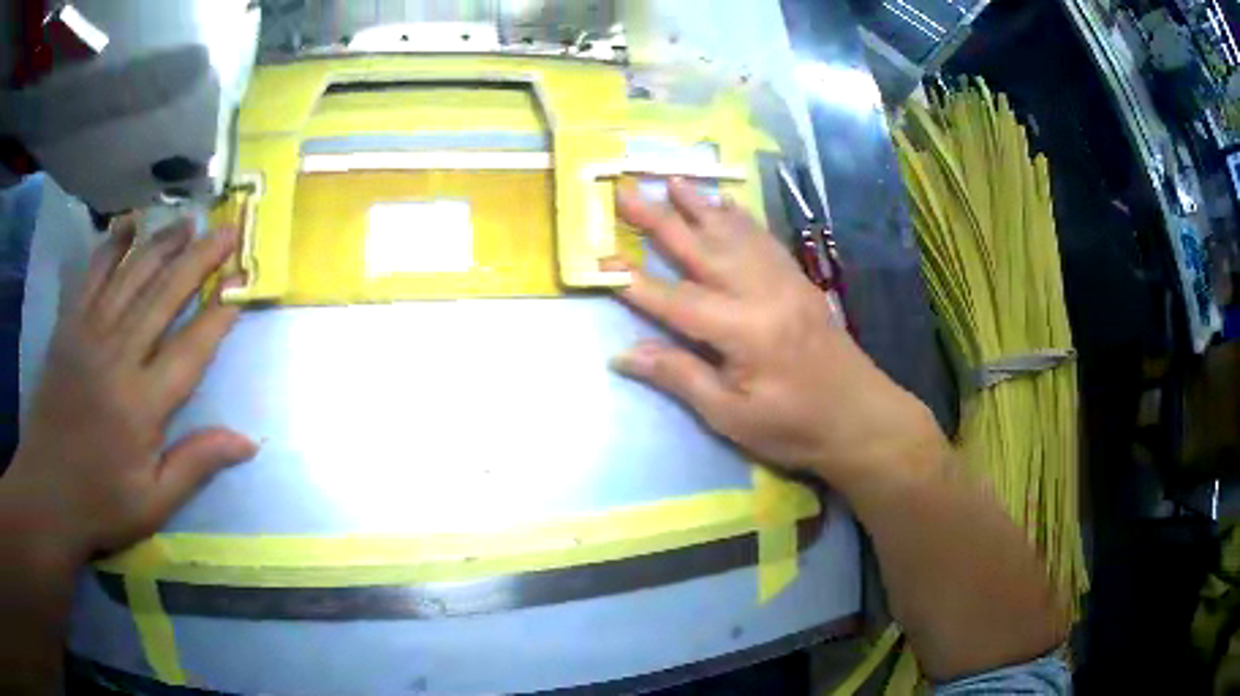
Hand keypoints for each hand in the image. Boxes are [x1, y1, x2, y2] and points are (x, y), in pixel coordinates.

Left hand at [3, 217, 254, 563]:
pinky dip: (112, 246)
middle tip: (228, 230)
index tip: (242, 285)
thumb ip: (196, 465)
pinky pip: (92, 276)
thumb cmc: (101, 504)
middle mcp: (117, 358)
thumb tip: (248, 442)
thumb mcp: (153, 503)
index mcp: (142, 406)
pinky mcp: (68, 327)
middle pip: (163, 296)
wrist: (47, 492)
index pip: (190, 349)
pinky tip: (130, 224)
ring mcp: (89, 335)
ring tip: (189, 221)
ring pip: (131, 276)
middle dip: (200, 260)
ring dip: (162, 244)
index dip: (218, 315)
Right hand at [609, 180, 945, 489]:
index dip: (636, 284)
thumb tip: (625, 354)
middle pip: (703, 251)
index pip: (678, 301)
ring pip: (735, 234)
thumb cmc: (794, 427)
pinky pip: (765, 240)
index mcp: (745, 332)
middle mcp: (763, 294)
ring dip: (701, 206)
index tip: (601, 261)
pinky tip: (726, 204)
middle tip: (626, 192)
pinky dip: (740, 218)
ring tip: (671, 180)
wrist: (860, 417)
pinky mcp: (799, 281)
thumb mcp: (732, 416)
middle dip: (661, 221)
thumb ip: (680, 377)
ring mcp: (785, 282)